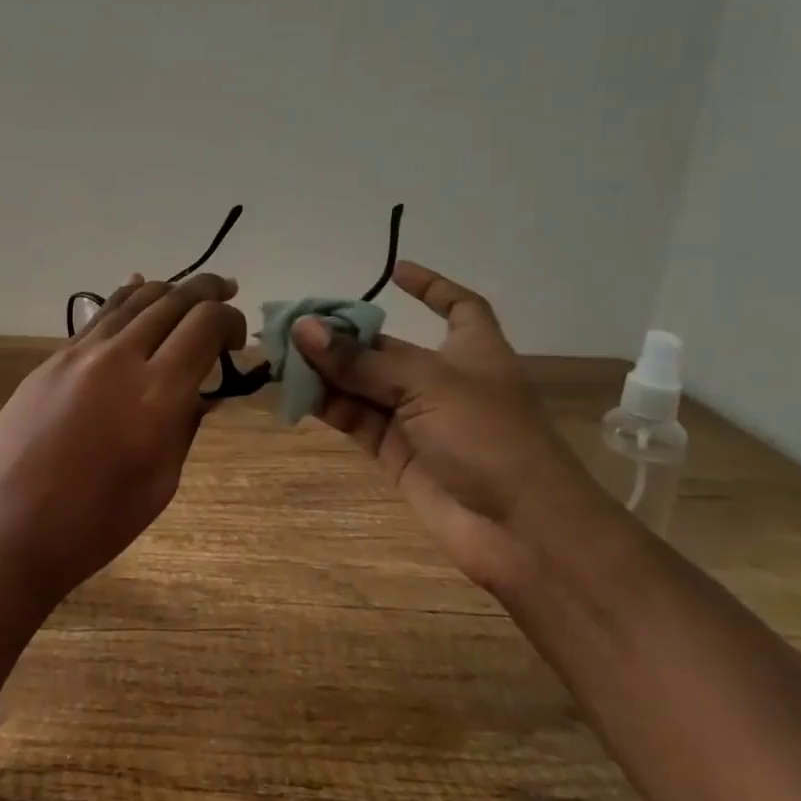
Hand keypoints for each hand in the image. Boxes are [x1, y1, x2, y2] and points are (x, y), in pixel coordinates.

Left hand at [0, 272, 246, 604]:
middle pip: (172, 301)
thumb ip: (185, 424)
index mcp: (157, 393)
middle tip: (226, 291)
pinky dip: (125, 299)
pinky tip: (135, 289)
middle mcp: (120, 358)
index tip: (237, 341)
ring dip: (167, 290)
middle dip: (206, 291)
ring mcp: (80, 354)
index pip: (205, 325)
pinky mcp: (52, 360)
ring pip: (132, 300)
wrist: (10, 529)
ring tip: (187, 291)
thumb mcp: (162, 480)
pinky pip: (98, 316)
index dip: (230, 322)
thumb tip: (202, 390)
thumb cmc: (96, 523)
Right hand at [293, 260, 603, 591]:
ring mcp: (418, 419)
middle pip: (387, 347)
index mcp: (473, 350)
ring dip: (325, 370)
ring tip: (280, 355)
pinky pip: (354, 419)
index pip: (458, 306)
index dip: (431, 287)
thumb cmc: (487, 436)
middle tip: (294, 324)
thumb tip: (303, 329)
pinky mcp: (396, 454)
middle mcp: (443, 380)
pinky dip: (326, 405)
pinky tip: (293, 391)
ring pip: (363, 384)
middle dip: (345, 335)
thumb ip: (360, 359)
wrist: (520, 529)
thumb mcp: (425, 383)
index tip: (394, 271)